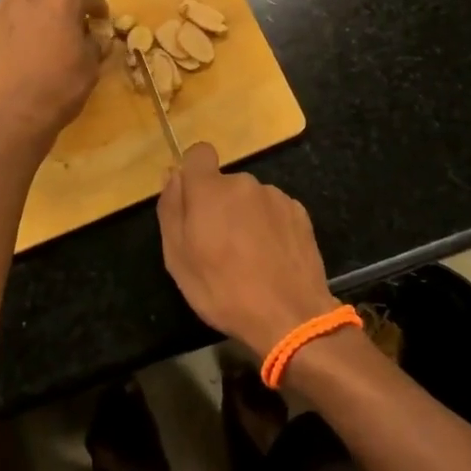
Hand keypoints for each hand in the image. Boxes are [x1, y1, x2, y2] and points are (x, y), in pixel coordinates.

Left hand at [0, 0, 106, 150]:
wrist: (10, 116)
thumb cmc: (58, 90)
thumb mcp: (90, 68)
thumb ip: (94, 45)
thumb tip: (94, 37)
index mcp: (62, 3)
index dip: (96, 5)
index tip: (99, 18)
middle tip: (67, 14)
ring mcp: (3, 8)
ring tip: (38, 16)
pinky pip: (1, 8)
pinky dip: (13, 14)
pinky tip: (17, 36)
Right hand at [158, 142, 339, 358]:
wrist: (290, 317)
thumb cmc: (223, 290)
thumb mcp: (178, 258)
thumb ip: (171, 209)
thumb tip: (173, 175)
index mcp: (210, 189)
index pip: (198, 154)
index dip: (194, 172)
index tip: (194, 202)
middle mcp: (243, 182)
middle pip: (224, 184)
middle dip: (219, 206)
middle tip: (219, 247)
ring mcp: (275, 196)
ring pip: (250, 199)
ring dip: (245, 217)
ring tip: (249, 258)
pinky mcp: (299, 213)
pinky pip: (274, 212)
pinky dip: (270, 227)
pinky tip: (272, 259)